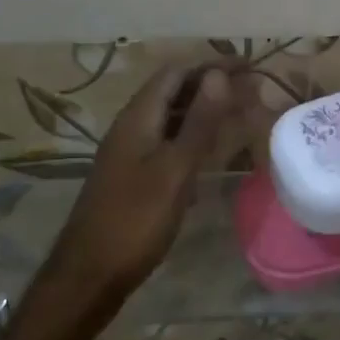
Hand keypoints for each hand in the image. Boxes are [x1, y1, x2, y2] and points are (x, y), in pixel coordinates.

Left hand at [41, 64, 236, 312]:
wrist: (89, 274)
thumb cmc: (135, 220)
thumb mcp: (175, 169)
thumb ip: (198, 122)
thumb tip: (218, 75)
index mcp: (138, 117)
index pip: (176, 72)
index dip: (212, 65)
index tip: (248, 67)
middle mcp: (131, 126)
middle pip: (173, 91)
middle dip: (211, 85)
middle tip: (250, 90)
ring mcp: (130, 152)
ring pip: (171, 118)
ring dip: (203, 111)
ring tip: (238, 115)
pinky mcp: (133, 175)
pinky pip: (167, 142)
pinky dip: (192, 137)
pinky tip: (211, 152)